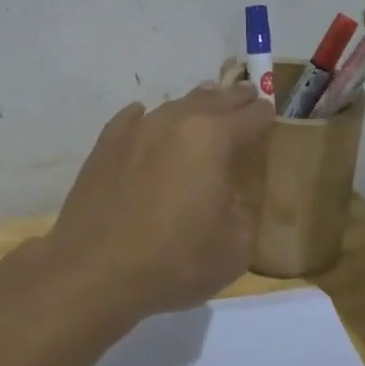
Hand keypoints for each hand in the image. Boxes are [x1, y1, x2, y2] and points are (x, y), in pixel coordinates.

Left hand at [42, 83, 274, 320]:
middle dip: (232, 99)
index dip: (264, 114)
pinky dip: (145, 117)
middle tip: (246, 94)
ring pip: (172, 107)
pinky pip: (130, 120)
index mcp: (212, 138)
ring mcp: (135, 131)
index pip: (249, 117)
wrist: (94, 271)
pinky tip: (143, 116)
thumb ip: (244, 211)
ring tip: (205, 101)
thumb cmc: (174, 260)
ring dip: (193, 104)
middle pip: (211, 101)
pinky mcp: (104, 147)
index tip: (271, 112)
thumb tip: (232, 196)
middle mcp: (174, 123)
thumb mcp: (235, 246)